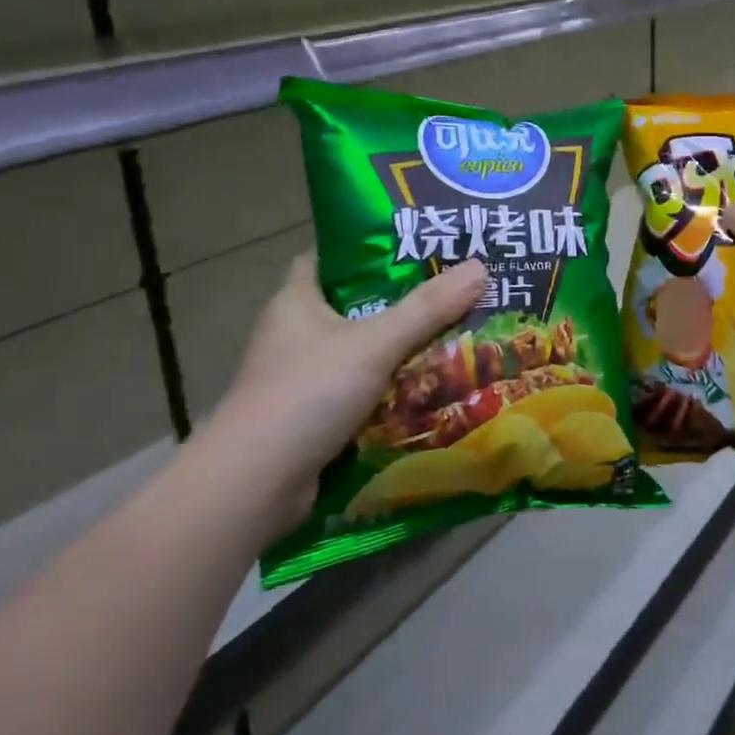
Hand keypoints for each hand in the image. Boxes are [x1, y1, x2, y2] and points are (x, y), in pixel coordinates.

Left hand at [206, 256, 487, 532]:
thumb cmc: (307, 393)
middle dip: (399, 303)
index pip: (330, 258)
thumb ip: (427, 308)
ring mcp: (299, 380)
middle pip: (353, 306)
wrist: (253, 487)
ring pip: (359, 353)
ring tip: (454, 336)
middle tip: (451, 292)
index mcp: (296, 301)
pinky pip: (358, 393)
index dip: (369, 249)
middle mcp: (293, 335)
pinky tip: (429, 389)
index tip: (415, 247)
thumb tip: (481, 267)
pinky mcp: (309, 420)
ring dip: (398, 351)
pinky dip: (388, 391)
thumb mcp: (374, 343)